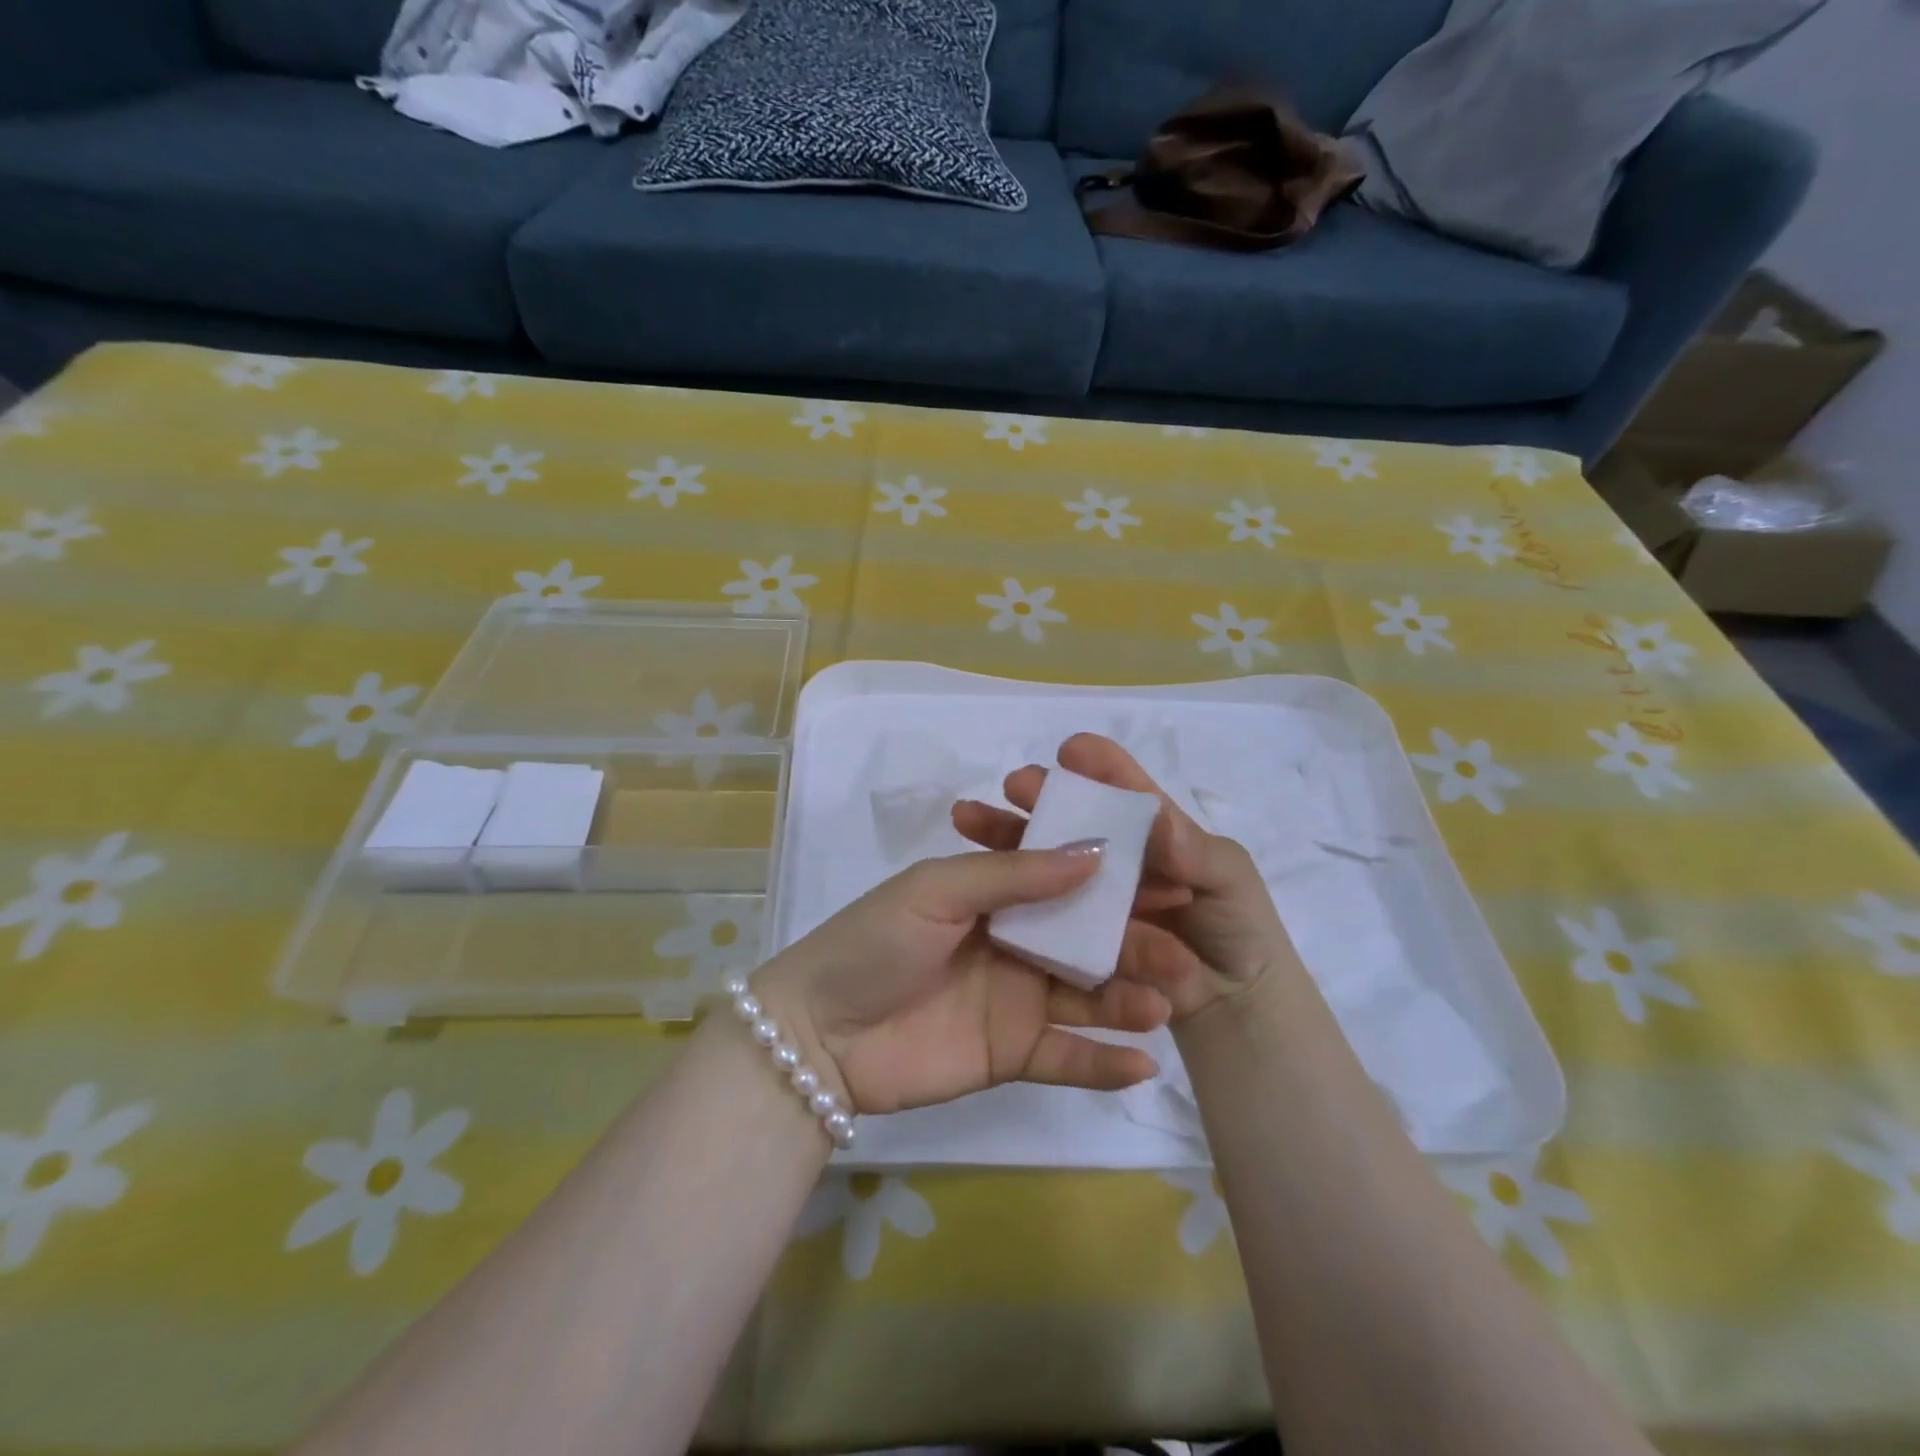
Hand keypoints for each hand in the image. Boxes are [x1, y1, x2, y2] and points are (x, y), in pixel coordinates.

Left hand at [754, 846, 1186, 1116]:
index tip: (1171, 879)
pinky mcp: (1013, 1054)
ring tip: (1166, 1004)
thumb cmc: (875, 943)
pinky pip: (1067, 1057)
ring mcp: (1017, 1000)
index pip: (1069, 881)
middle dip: (1135, 943)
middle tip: (1183, 953)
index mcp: (998, 895)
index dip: (1118, 880)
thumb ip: (1014, 874)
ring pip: (1087, 996)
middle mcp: (1017, 943)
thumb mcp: (938, 890)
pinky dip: (1103, 1062)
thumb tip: (1096, 851)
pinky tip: (1143, 1063)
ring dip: (1129, 1000)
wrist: (819, 1034)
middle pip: (1088, 940)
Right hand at [952, 732, 1302, 1022]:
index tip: (1070, 751)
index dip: (1099, 767)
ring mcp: (1092, 899)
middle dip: (1039, 798)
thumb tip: (1159, 820)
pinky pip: (1041, 915)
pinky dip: (1007, 894)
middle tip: (1011, 785)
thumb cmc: (1239, 928)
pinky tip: (975, 874)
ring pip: (1041, 862)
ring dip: (1006, 837)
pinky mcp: (1076, 937)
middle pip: (1069, 820)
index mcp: (1153, 832)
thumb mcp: (1230, 880)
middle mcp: (1115, 859)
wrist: (1235, 1007)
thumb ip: (1196, 852)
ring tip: (968, 817)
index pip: (1123, 790)